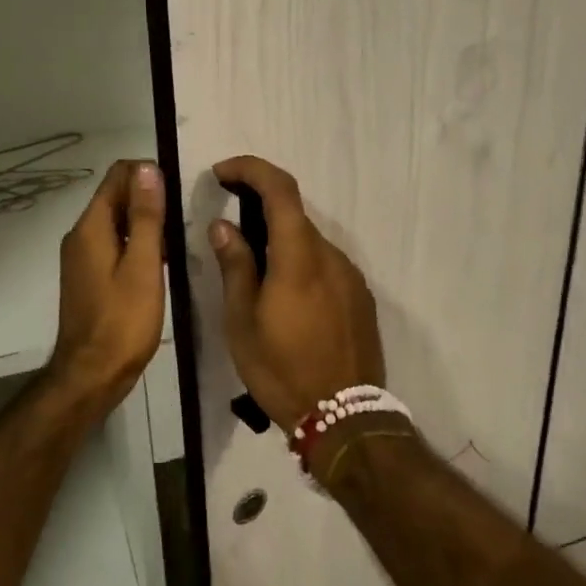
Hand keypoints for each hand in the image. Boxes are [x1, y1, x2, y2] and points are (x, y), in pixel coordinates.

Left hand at [47, 159, 166, 418]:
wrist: (92, 375)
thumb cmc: (122, 321)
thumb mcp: (142, 265)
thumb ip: (145, 216)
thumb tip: (147, 168)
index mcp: (91, 227)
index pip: (117, 176)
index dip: (148, 174)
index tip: (179, 192)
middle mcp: (81, 235)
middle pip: (116, 197)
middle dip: (150, 197)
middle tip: (185, 217)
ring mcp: (83, 257)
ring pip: (117, 222)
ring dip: (146, 222)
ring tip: (179, 239)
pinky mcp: (90, 276)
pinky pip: (115, 244)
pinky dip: (137, 243)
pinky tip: (161, 261)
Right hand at [207, 155, 385, 432]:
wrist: (344, 417)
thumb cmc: (282, 370)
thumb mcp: (242, 322)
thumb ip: (235, 266)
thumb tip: (223, 225)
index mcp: (300, 256)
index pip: (280, 188)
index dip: (251, 169)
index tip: (223, 172)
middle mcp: (332, 256)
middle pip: (295, 216)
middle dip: (261, 211)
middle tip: (230, 231)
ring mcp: (352, 276)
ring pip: (311, 244)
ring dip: (282, 244)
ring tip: (256, 277)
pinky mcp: (362, 297)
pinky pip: (327, 267)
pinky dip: (303, 265)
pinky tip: (288, 300)